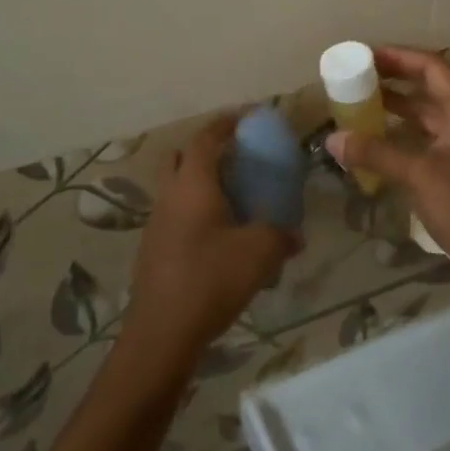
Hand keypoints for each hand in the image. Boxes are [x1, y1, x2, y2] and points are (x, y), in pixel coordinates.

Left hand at [119, 115, 297, 380]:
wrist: (162, 331)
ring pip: (175, 187)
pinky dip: (193, 211)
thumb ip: (281, 236)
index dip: (224, 124)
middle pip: (180, 157)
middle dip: (205, 150)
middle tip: (234, 158)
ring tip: (230, 197)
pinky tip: (217, 235)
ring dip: (198, 183)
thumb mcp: (259, 254)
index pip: (205, 139)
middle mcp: (169, 195)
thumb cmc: (211, 279)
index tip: (244, 119)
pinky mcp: (153, 248)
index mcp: (193, 184)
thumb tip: (296, 235)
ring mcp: (156, 222)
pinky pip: (174, 214)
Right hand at [326, 46, 449, 337]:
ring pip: (426, 115)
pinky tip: (376, 140)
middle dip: (393, 81)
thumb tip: (332, 139)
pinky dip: (402, 134)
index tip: (366, 55)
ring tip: (360, 104)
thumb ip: (375, 153)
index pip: (431, 67)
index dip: (398, 57)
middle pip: (428, 88)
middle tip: (357, 77)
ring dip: (396, 108)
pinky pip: (426, 139)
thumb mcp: (418, 175)